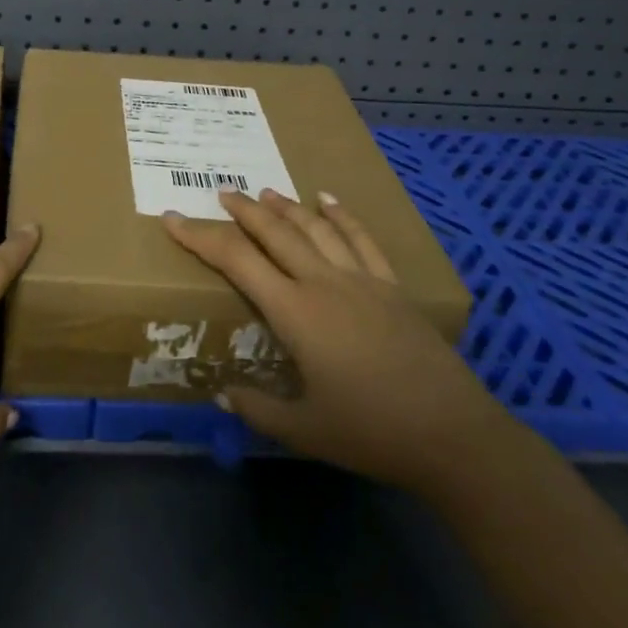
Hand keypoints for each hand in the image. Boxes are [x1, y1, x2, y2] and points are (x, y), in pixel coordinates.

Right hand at [162, 189, 514, 496]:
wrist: (453, 435)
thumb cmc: (372, 432)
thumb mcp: (305, 431)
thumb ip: (258, 409)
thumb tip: (222, 394)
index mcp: (295, 312)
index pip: (237, 261)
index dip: (201, 237)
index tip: (174, 218)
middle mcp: (323, 283)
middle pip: (275, 233)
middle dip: (244, 210)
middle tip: (222, 192)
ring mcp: (361, 280)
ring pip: (315, 229)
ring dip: (286, 207)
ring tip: (264, 192)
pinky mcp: (391, 287)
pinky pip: (362, 240)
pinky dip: (342, 216)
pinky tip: (328, 200)